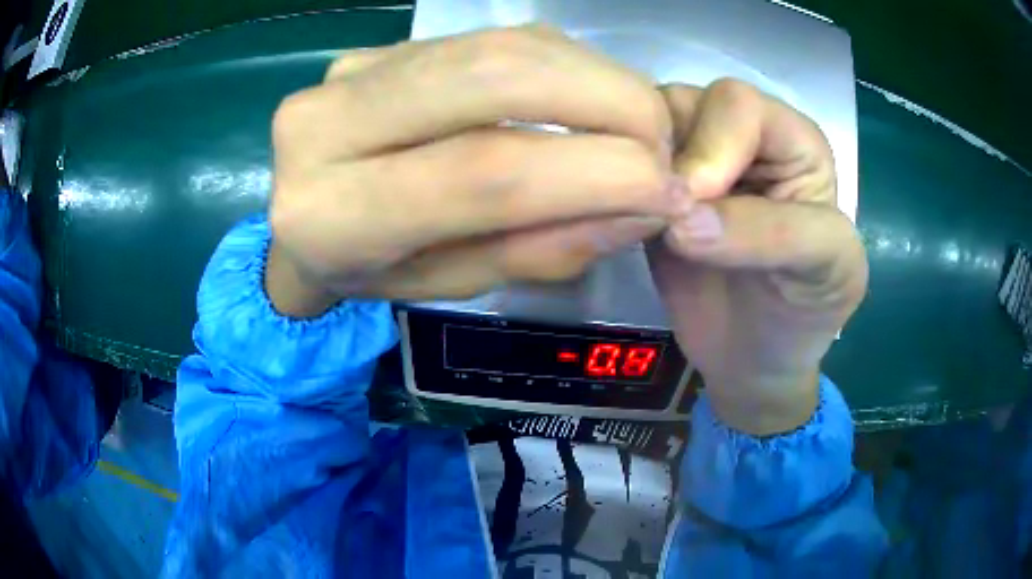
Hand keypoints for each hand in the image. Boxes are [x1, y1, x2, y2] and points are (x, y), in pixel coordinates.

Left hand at [266, 26, 685, 315]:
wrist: (303, 221)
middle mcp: (323, 126)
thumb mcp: (452, 283)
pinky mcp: (376, 47)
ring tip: (637, 122)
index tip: (667, 191)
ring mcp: (347, 72)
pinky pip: (486, 39)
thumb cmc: (372, 271)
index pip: (482, 175)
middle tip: (662, 143)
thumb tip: (642, 206)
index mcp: (331, 217)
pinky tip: (586, 93)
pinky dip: (558, 61)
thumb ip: (541, 248)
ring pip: (497, 45)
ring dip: (593, 75)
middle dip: (608, 102)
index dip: (596, 175)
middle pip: (493, 79)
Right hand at [650, 80, 867, 434]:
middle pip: (679, 104)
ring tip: (636, 219)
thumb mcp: (826, 269)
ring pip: (641, 128)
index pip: (738, 105)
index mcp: (793, 141)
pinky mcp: (656, 195)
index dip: (712, 145)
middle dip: (663, 154)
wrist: (755, 359)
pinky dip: (611, 190)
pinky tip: (616, 222)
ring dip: (630, 168)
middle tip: (657, 217)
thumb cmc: (807, 311)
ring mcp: (693, 163)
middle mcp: (740, 138)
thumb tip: (682, 221)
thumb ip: (774, 235)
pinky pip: (620, 168)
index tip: (691, 211)